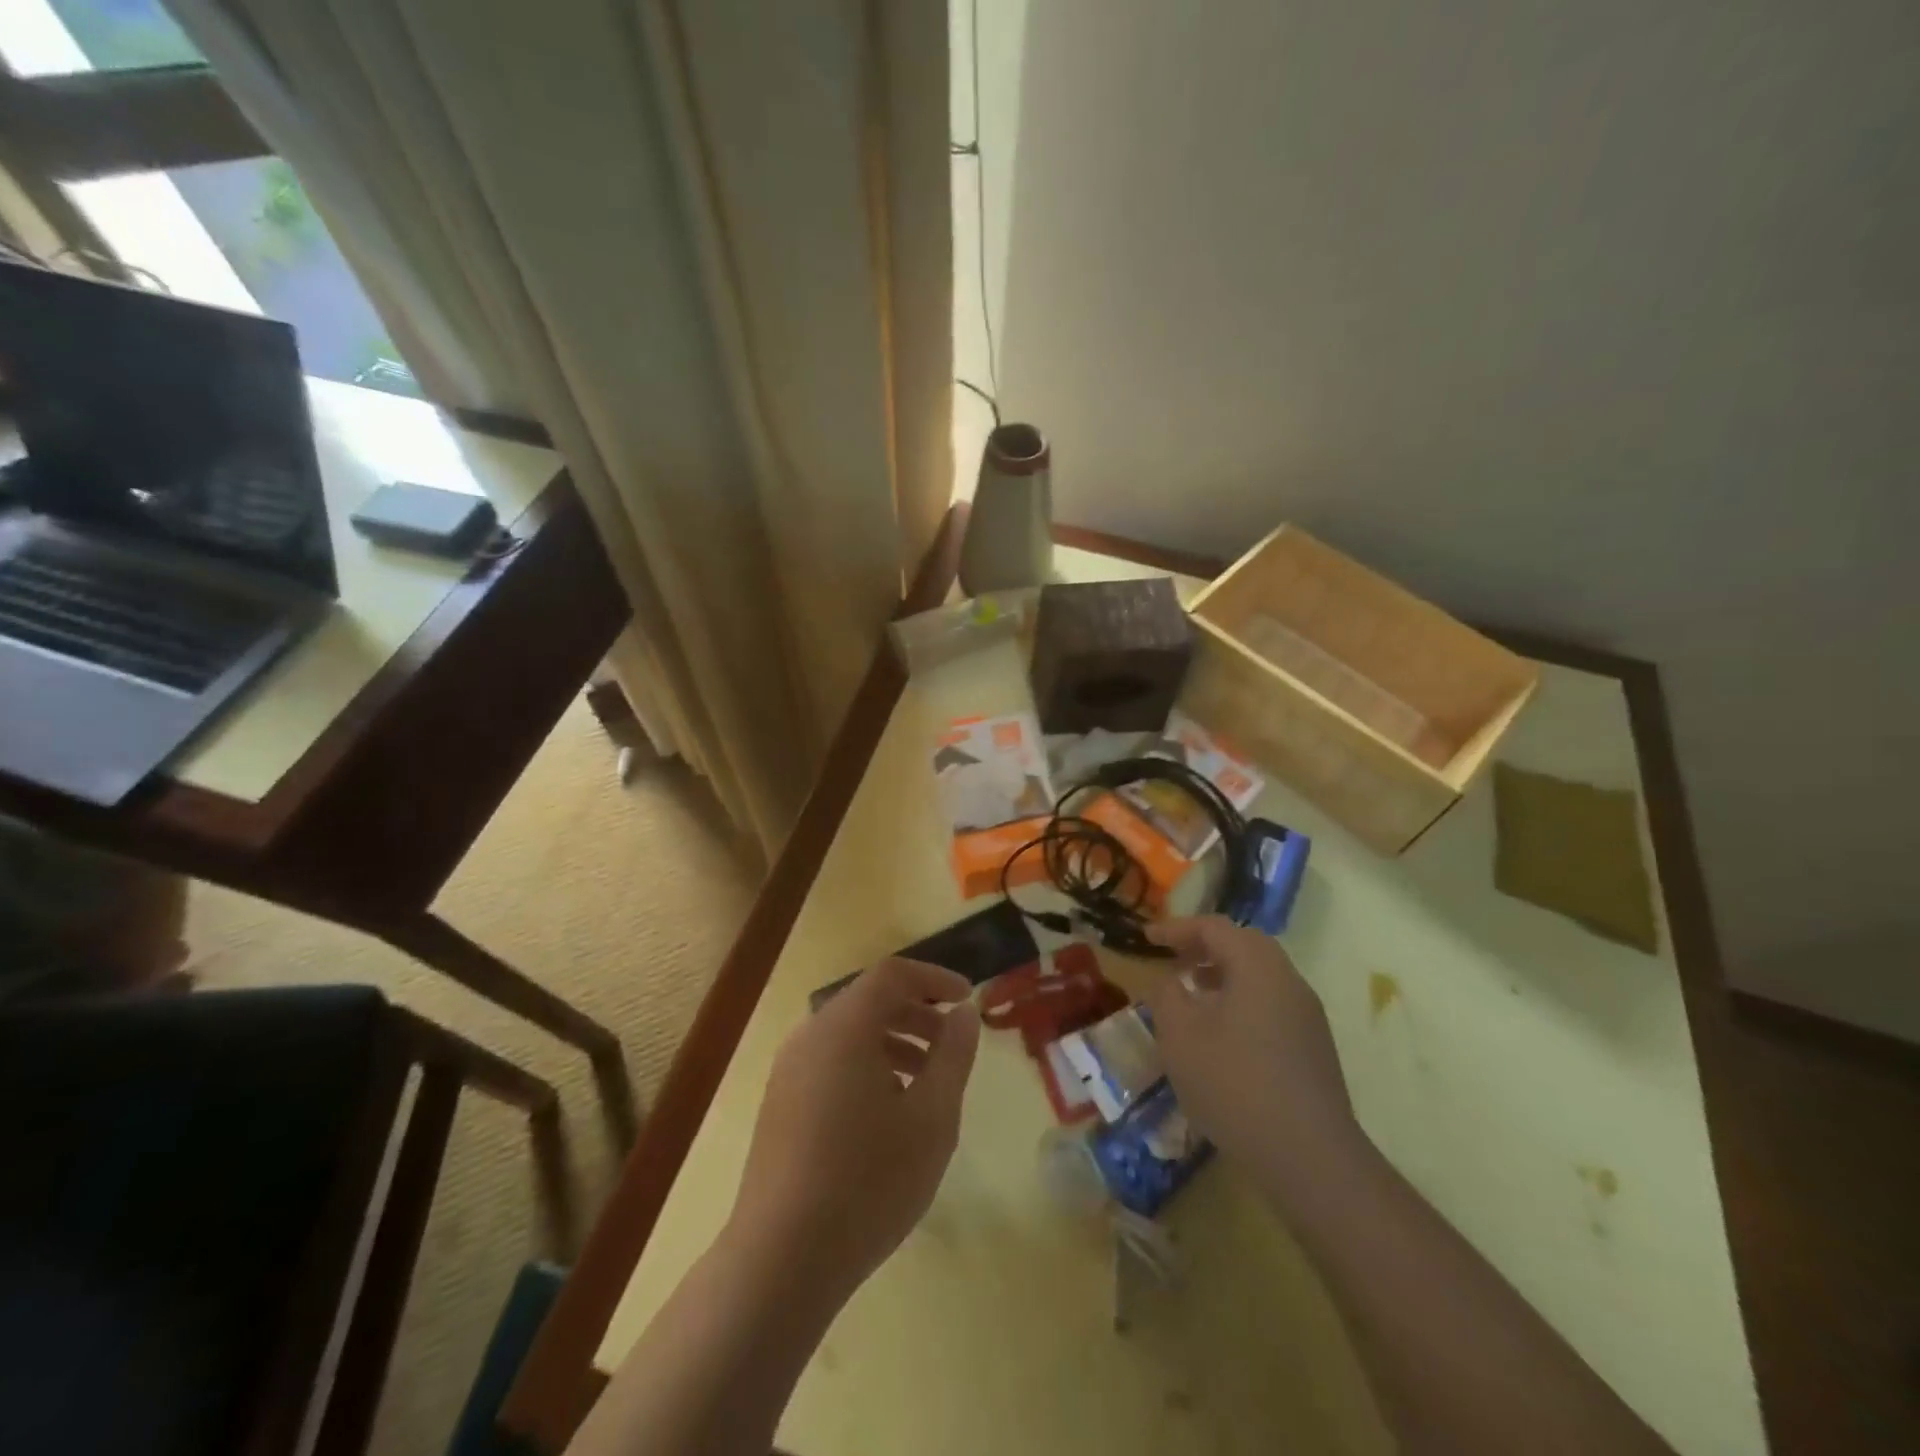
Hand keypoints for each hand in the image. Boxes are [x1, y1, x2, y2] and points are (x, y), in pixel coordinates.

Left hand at [727, 957, 980, 1304]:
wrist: (780, 1261)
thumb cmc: (869, 1181)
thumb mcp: (931, 1117)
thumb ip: (953, 1055)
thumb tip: (964, 1013)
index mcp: (844, 1026)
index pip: (892, 974)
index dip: (934, 978)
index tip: (967, 998)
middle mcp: (810, 1036)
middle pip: (869, 1000)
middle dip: (916, 1012)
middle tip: (952, 1044)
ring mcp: (789, 1071)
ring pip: (849, 1034)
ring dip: (893, 1042)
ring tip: (926, 1082)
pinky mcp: (780, 1104)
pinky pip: (830, 1062)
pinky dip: (866, 1066)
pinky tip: (887, 1113)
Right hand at [1144, 916, 1360, 1203]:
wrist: (1310, 1158)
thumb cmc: (1234, 1084)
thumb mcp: (1180, 1036)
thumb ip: (1168, 996)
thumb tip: (1172, 982)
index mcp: (1258, 966)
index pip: (1214, 928)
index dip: (1177, 929)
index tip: (1147, 939)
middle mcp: (1289, 980)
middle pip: (1244, 945)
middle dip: (1204, 947)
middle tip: (1173, 959)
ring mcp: (1307, 1015)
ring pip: (1260, 976)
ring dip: (1223, 975)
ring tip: (1192, 994)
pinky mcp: (1313, 1048)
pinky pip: (1270, 1004)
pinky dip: (1240, 1001)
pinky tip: (1220, 1034)